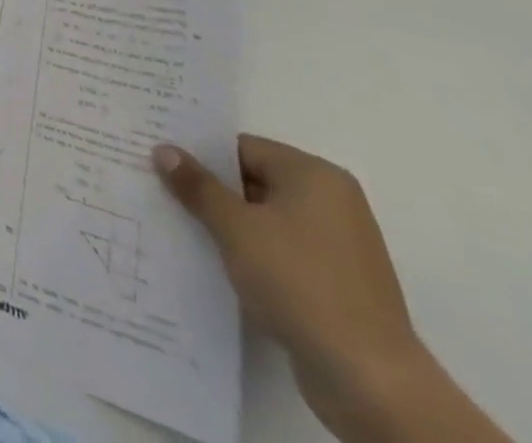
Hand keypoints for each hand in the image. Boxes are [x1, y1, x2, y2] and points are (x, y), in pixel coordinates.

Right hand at [153, 136, 428, 440]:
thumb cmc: (299, 282)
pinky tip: (216, 265)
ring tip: (180, 227)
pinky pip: (282, 255)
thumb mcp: (235, 227)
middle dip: (210, 191)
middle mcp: (333, 203)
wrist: (370, 383)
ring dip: (229, 227)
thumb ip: (197, 185)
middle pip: (254, 182)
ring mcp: (339, 248)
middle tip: (160, 190)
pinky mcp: (337, 287)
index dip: (200, 154)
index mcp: (314, 175)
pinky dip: (252, 257)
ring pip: (266, 221)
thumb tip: (163, 150)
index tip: (161, 162)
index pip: (242, 148)